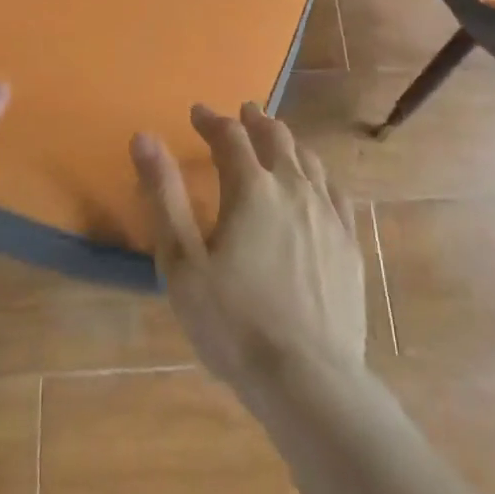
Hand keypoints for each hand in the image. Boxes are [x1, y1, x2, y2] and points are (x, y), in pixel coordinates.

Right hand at [132, 102, 365, 396]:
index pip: (230, 136)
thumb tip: (144, 136)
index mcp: (251, 187)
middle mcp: (293, 186)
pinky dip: (319, 173)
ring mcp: (328, 213)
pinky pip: (335, 190)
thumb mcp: (183, 263)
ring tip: (276, 137)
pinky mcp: (350, 242)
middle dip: (255, 120)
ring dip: (287, 141)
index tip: (197, 113)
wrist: (310, 381)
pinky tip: (317, 181)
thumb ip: (164, 195)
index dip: (212, 120)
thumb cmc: (235, 323)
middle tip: (243, 112)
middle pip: (275, 137)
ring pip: (308, 158)